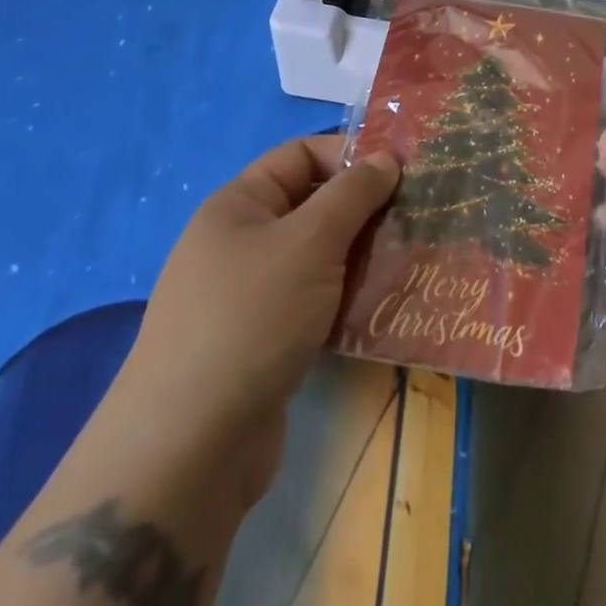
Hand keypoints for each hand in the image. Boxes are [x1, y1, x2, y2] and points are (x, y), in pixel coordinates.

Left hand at [112, 135, 399, 507]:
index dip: (350, 155)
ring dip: (362, 257)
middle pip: (313, 206)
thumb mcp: (310, 240)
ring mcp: (249, 296)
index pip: (300, 155)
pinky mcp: (264, 344)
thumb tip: (385, 158)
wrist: (188, 451)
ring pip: (319, 258)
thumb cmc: (251, 318)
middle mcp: (240, 243)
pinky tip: (384, 308)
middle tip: (416, 219)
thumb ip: (353, 193)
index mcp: (238, 206)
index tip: (402, 172)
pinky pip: (315, 302)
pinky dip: (347, 299)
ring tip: (411, 260)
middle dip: (364, 210)